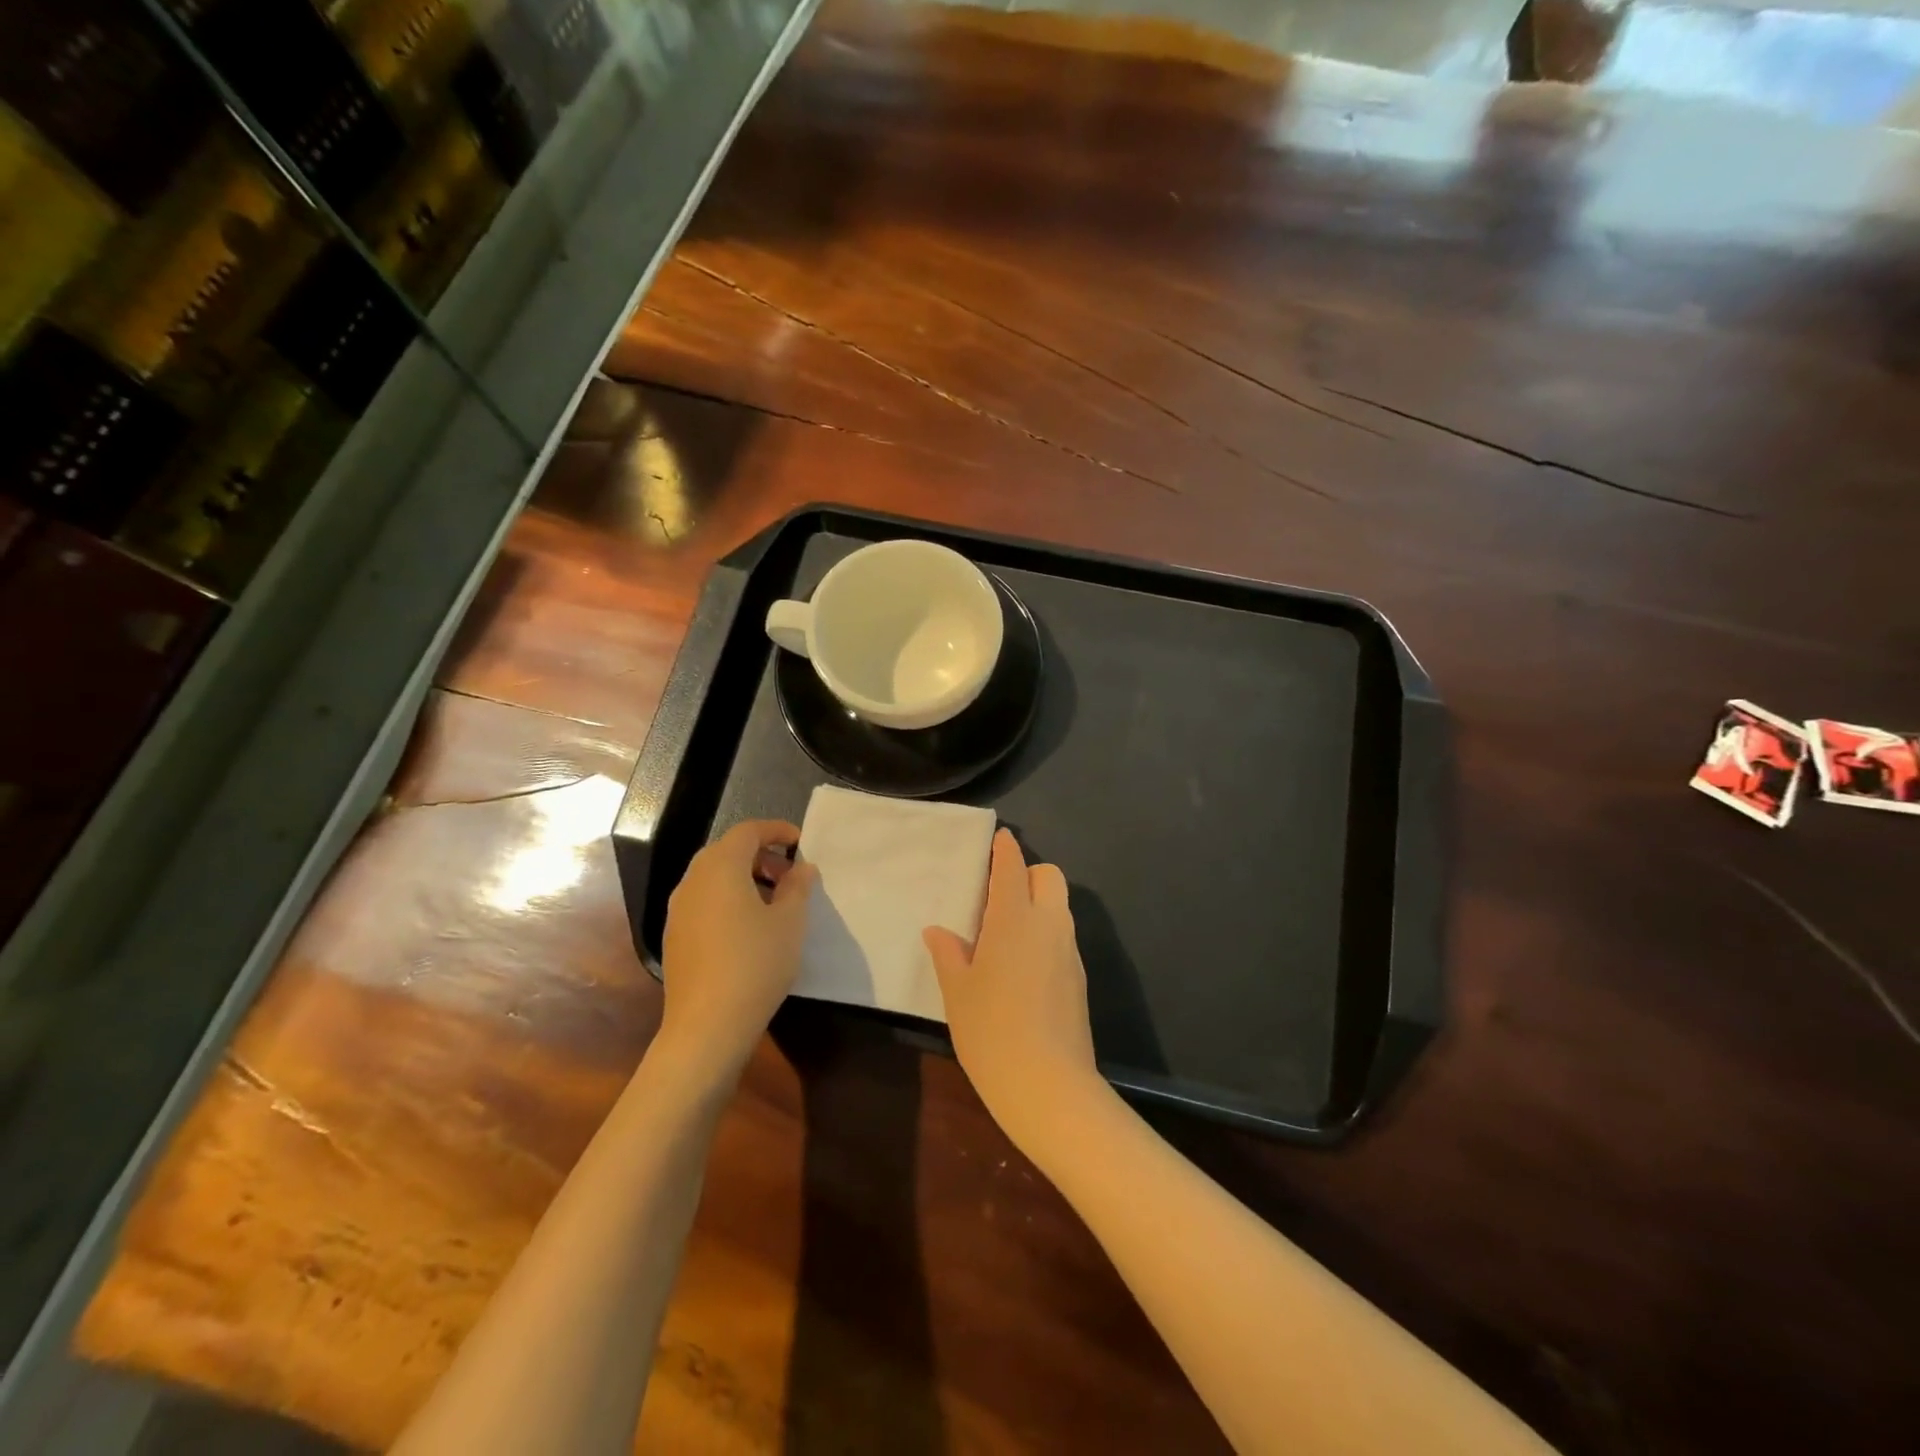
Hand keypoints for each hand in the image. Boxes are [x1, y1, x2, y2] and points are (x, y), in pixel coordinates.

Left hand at [660, 820, 816, 1077]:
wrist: (707, 1026)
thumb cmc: (755, 963)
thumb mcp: (790, 922)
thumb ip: (798, 886)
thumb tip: (802, 868)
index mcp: (720, 867)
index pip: (748, 831)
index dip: (776, 830)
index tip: (801, 843)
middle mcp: (693, 880)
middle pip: (727, 851)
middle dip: (761, 856)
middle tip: (790, 875)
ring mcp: (678, 909)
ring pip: (713, 877)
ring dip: (745, 878)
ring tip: (774, 903)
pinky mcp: (674, 936)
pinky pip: (704, 901)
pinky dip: (728, 899)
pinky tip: (749, 928)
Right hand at [923, 830, 1100, 1154]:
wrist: (1049, 1087)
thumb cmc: (991, 1032)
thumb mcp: (958, 993)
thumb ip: (949, 955)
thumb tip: (939, 932)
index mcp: (1014, 920)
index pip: (1013, 868)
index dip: (1006, 850)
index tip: (1000, 839)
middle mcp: (1049, 925)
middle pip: (1050, 877)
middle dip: (1029, 874)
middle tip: (1000, 896)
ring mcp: (1069, 952)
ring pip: (1060, 908)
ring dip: (1039, 905)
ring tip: (1007, 934)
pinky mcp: (1080, 978)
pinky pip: (1063, 938)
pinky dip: (1046, 935)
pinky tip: (1023, 967)